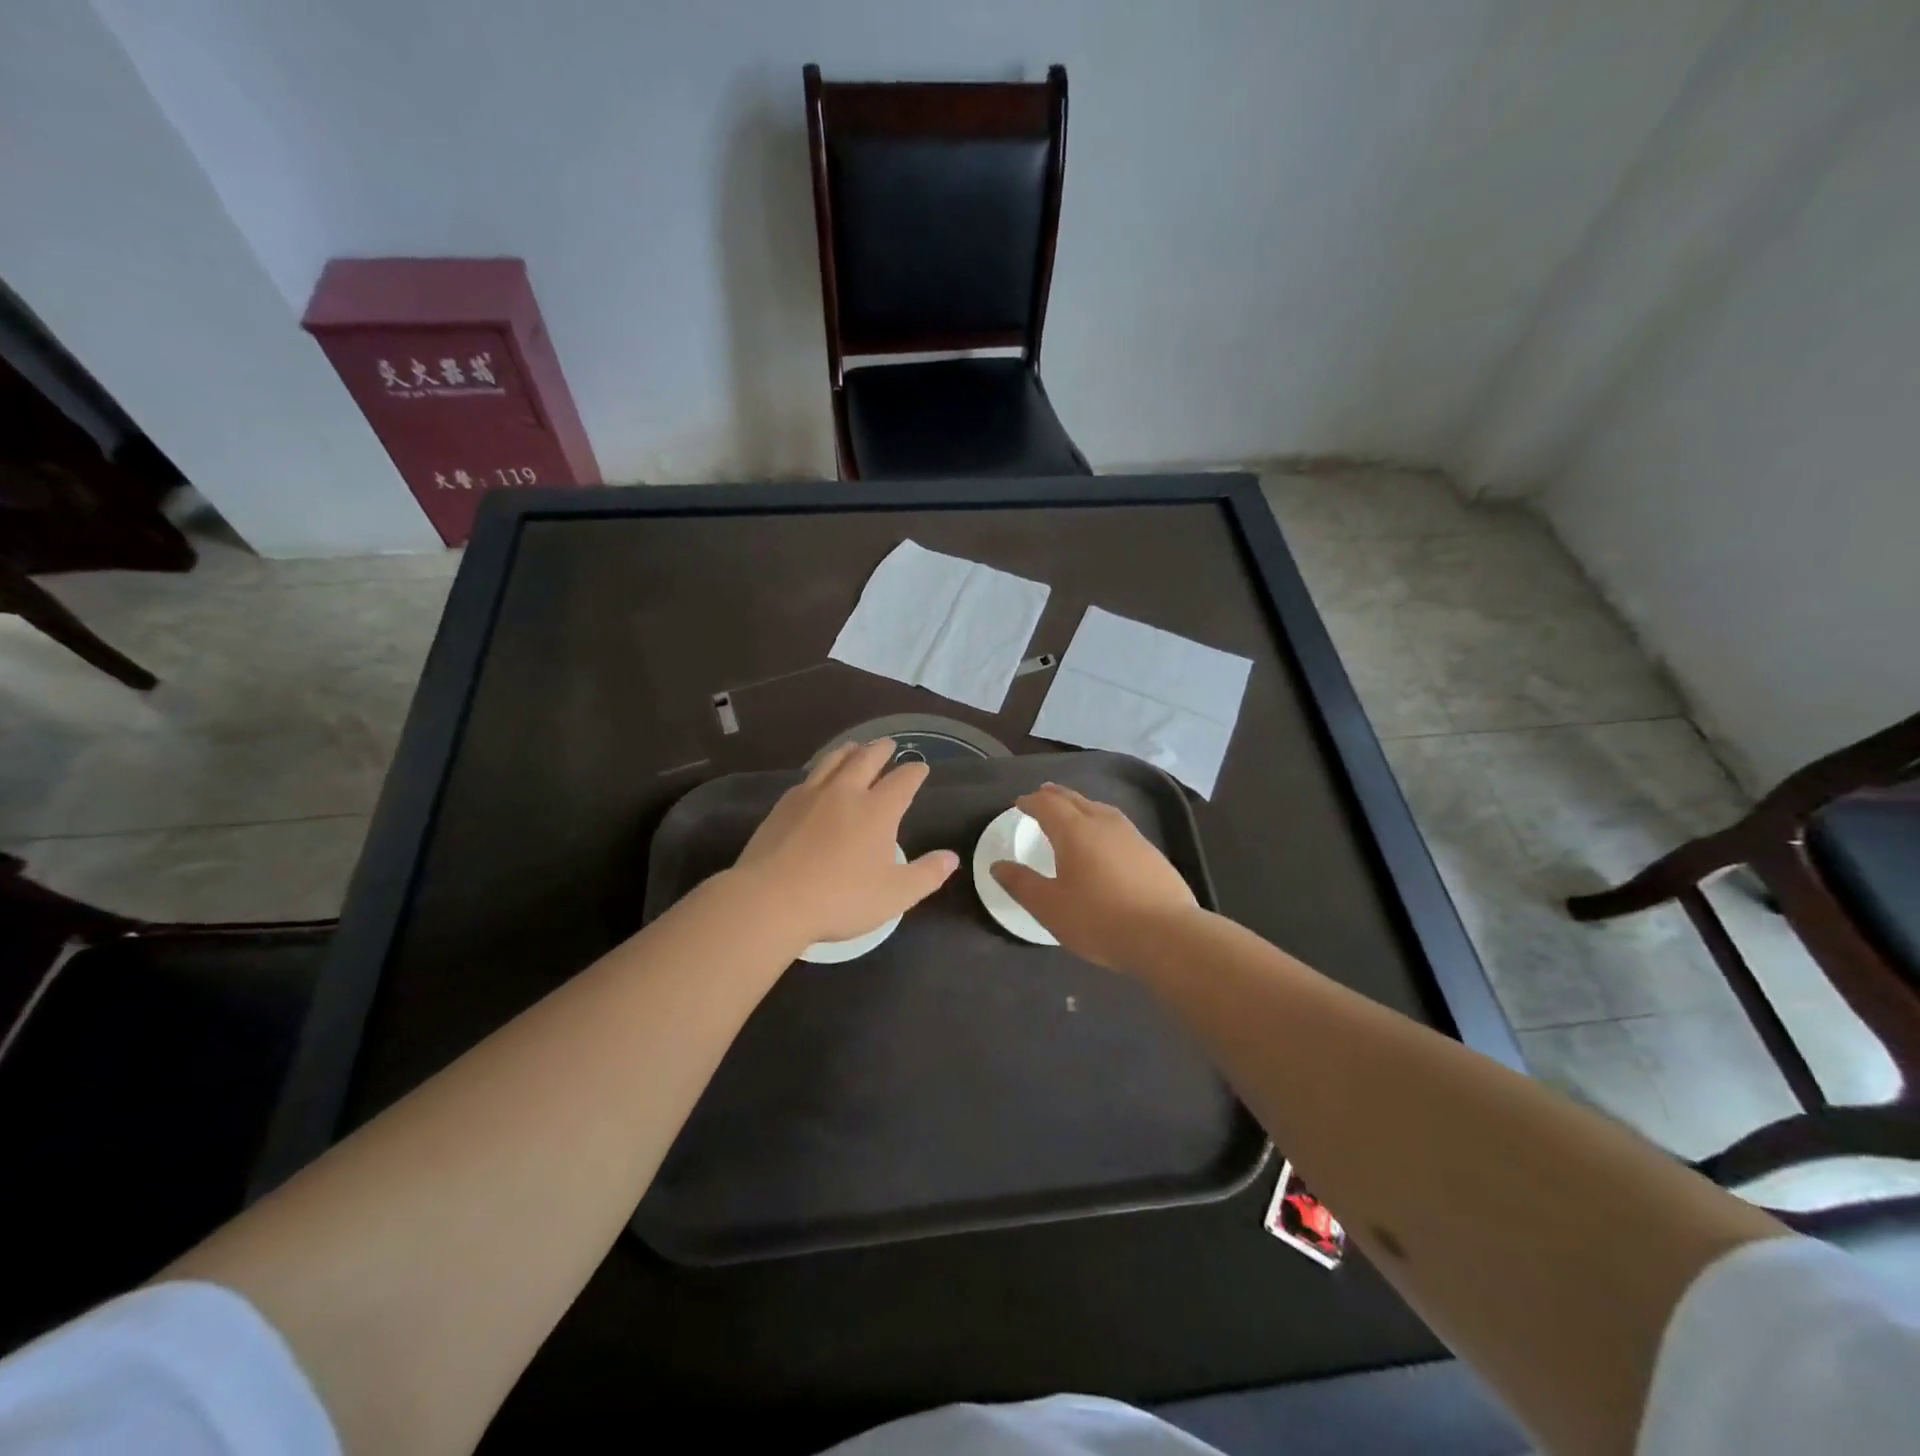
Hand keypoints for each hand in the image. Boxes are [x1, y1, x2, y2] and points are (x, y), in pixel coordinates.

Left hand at [735, 739, 958, 950]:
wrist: (771, 899)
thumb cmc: (840, 898)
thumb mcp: (895, 895)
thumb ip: (927, 874)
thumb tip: (951, 857)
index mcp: (877, 810)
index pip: (903, 780)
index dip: (915, 772)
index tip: (921, 768)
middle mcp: (846, 792)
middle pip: (867, 759)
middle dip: (882, 750)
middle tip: (889, 745)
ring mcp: (810, 795)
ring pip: (834, 760)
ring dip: (850, 751)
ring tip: (856, 747)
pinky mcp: (783, 806)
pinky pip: (808, 777)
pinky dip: (821, 770)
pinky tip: (818, 779)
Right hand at [990, 782, 1198, 969]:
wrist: (1165, 934)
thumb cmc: (1098, 919)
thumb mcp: (1050, 907)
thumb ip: (1021, 884)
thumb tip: (997, 865)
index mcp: (1075, 831)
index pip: (1048, 806)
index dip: (1031, 802)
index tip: (1019, 803)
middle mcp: (1103, 824)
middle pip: (1075, 800)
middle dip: (1055, 796)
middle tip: (1042, 794)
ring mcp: (1132, 836)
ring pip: (1100, 809)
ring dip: (1081, 805)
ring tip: (1073, 809)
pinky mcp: (1151, 853)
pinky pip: (1118, 825)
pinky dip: (1102, 822)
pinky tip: (1105, 838)